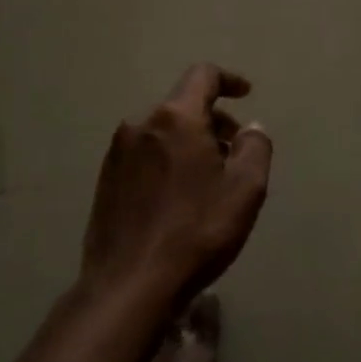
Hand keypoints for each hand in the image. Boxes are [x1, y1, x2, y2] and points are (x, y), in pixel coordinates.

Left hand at [82, 64, 273, 308]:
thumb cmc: (195, 232)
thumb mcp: (245, 189)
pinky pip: (144, 155)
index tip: (246, 94)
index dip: (229, 80)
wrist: (128, 286)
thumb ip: (255, 148)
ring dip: (190, 143)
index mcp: (175, 118)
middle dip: (213, 120)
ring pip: (162, 132)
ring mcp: (117, 154)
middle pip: (182, 105)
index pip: (203, 75)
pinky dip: (167, 161)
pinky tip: (178, 198)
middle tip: (235, 151)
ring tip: (209, 179)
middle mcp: (140, 125)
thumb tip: (250, 128)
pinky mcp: (105, 182)